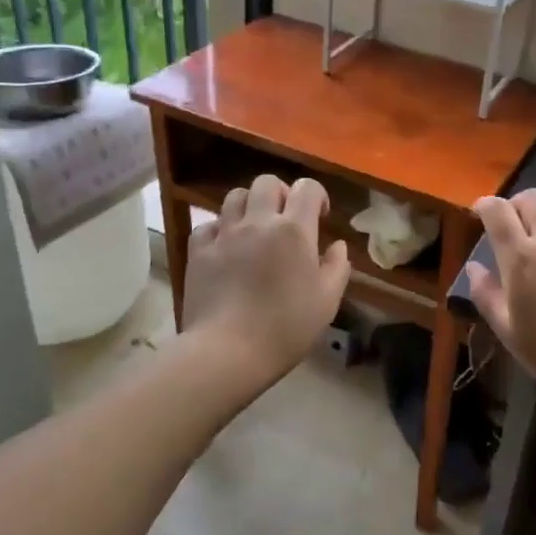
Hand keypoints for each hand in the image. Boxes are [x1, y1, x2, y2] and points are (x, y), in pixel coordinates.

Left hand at [181, 174, 351, 386]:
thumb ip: (337, 267)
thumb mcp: (327, 302)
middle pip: (266, 183)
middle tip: (286, 219)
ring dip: (249, 205)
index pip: (307, 188)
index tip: (320, 216)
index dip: (317, 195)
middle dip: (280, 193)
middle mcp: (258, 222)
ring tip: (255, 228)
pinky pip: (208, 224)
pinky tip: (226, 247)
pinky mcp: (198, 251)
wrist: (227, 351)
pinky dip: (220, 229)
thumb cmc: (286, 327)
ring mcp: (224, 234)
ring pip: (234, 196)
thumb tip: (337, 245)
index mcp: (294, 230)